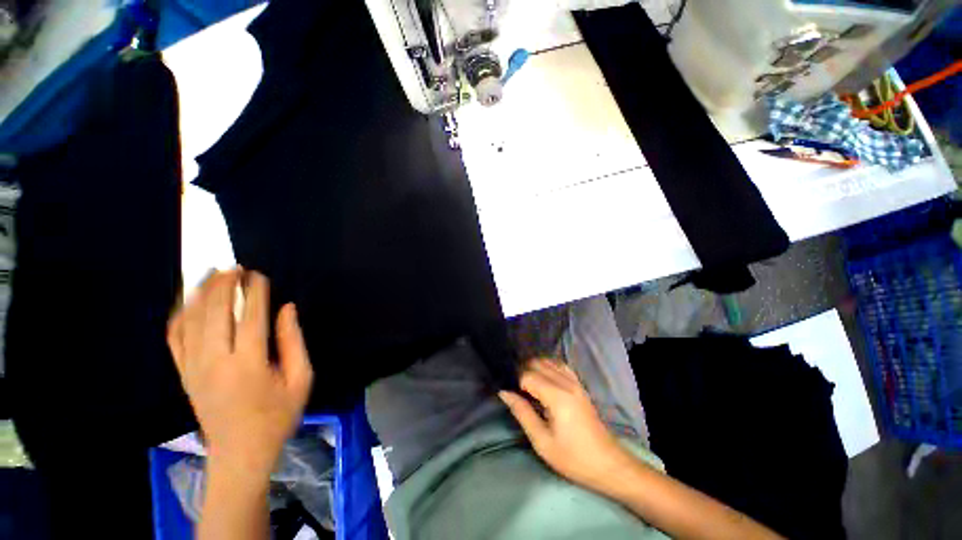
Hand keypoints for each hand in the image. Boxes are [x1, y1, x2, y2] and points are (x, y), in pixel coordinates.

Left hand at [167, 269, 313, 475]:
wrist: (240, 453)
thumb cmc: (278, 415)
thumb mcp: (301, 379)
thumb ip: (294, 342)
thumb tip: (287, 309)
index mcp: (248, 365)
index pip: (250, 317)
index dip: (255, 293)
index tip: (260, 275)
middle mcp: (215, 362)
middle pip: (215, 313)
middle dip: (225, 286)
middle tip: (235, 267)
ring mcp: (193, 368)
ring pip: (190, 321)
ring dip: (200, 294)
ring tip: (211, 274)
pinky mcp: (183, 375)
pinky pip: (174, 338)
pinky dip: (179, 315)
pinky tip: (187, 301)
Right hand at [499, 358, 632, 489]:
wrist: (607, 463)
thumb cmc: (573, 457)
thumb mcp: (542, 441)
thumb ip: (522, 413)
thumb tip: (504, 392)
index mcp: (557, 396)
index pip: (528, 375)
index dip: (516, 383)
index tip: (512, 395)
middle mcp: (566, 382)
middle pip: (537, 363)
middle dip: (523, 372)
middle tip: (517, 390)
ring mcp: (575, 382)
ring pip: (549, 360)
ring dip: (535, 367)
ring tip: (528, 384)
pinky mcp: (580, 385)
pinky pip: (561, 365)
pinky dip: (548, 366)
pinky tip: (544, 378)